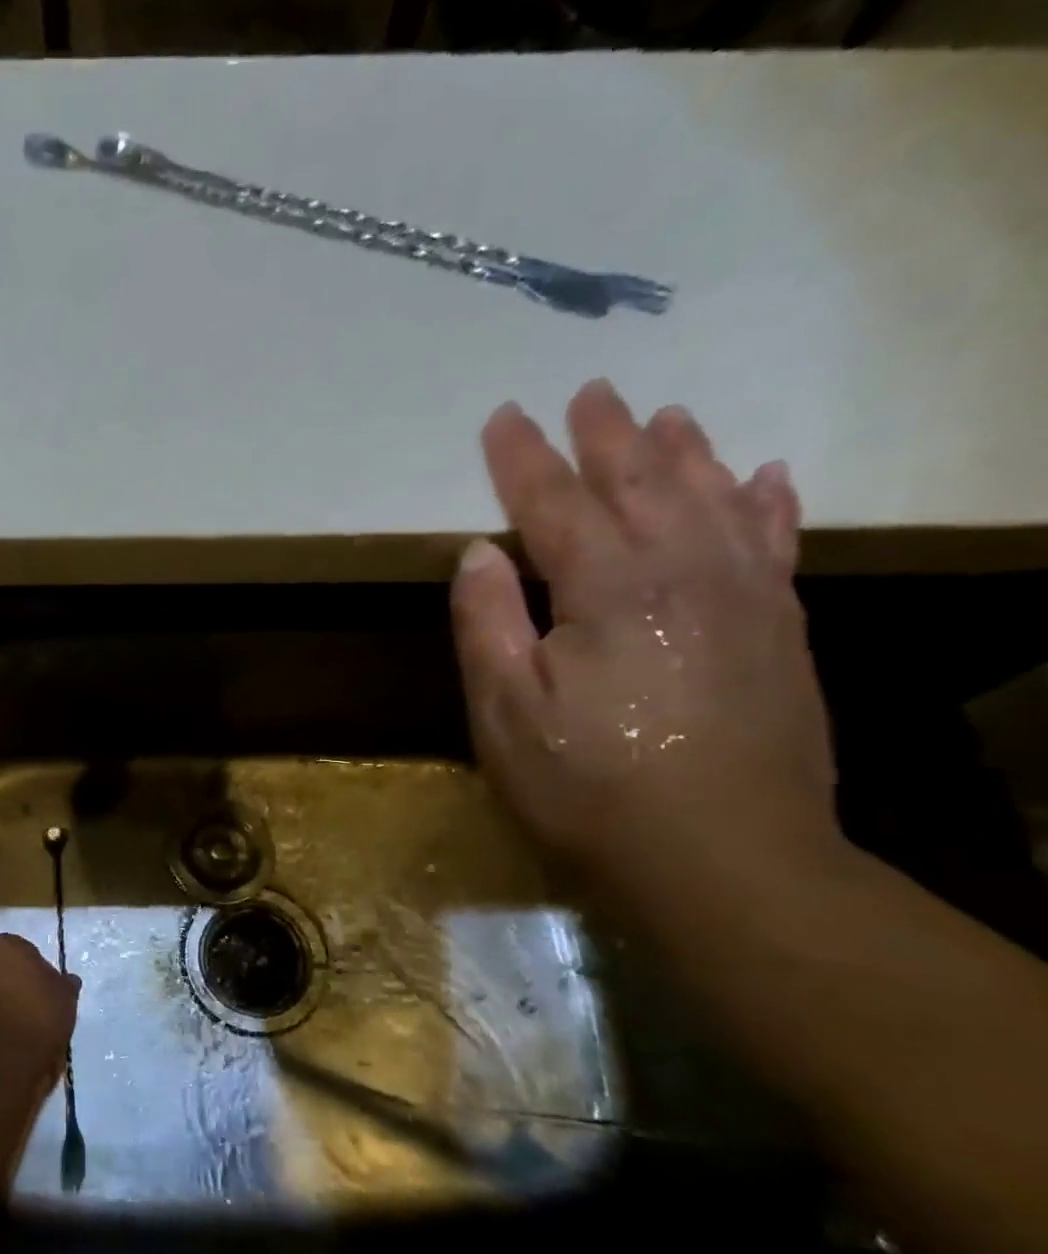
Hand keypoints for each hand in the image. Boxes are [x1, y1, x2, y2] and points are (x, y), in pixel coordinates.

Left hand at [0, 933, 78, 1089]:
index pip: (22, 952)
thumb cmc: (36, 1019)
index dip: (34, 975)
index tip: (43, 996)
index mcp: (2, 943)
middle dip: (7, 985)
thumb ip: (63, 984)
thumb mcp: (65, 999)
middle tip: (26, 1012)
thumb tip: (66, 980)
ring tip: (8, 1033)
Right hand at [450, 379, 836, 894]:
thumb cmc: (587, 785)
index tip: (503, 416)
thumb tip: (477, 552)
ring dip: (686, 452)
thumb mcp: (503, 712)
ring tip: (668, 414)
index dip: (523, 458)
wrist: (722, 857)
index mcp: (605, 587)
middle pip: (641, 482)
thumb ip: (486, 624)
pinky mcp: (781, 628)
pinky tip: (765, 476)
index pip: (553, 502)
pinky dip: (767, 502)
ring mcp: (744, 595)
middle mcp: (682, 570)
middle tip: (590, 391)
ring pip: (714, 497)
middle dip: (608, 435)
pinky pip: (776, 542)